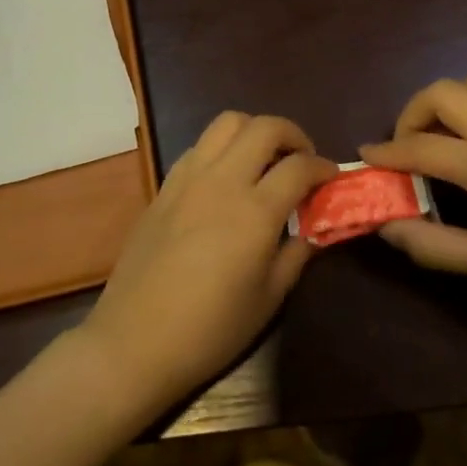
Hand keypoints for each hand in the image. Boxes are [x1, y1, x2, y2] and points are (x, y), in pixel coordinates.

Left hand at [80, 112, 336, 410]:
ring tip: (264, 159)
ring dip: (254, 131)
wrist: (135, 342)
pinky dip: (221, 149)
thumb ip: (297, 253)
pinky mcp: (164, 187)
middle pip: (264, 127)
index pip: (299, 166)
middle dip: (293, 135)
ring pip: (227, 123)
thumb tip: (314, 227)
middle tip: (302, 159)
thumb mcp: (269, 298)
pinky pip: (198, 147)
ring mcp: (188, 179)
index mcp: (255, 211)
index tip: (332, 177)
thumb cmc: (211, 329)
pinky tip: (226, 178)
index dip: (323, 167)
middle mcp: (222, 181)